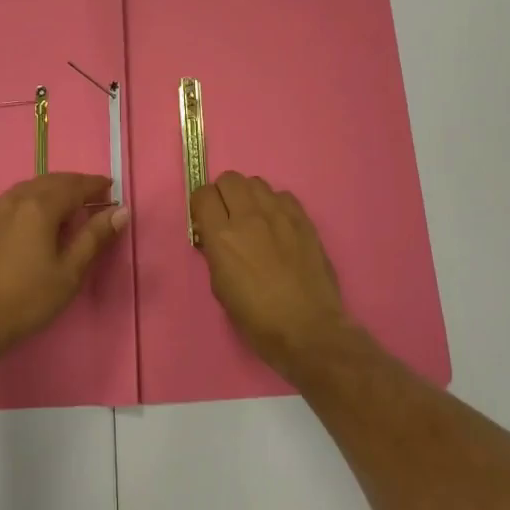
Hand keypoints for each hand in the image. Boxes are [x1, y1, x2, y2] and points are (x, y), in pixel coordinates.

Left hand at [0, 173, 128, 363]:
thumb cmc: (25, 300)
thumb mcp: (68, 273)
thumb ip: (94, 238)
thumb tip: (120, 211)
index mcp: (40, 206)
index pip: (75, 185)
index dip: (95, 185)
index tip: (111, 189)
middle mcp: (14, 199)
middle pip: (50, 181)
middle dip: (74, 184)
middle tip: (91, 197)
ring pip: (27, 189)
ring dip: (50, 190)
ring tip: (64, 206)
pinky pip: (9, 202)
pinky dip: (28, 202)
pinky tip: (29, 221)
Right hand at [190, 172, 350, 378]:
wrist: (307, 330)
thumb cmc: (257, 319)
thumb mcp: (220, 288)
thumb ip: (215, 253)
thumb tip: (215, 237)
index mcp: (223, 236)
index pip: (203, 194)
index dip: (201, 205)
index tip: (205, 220)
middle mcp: (249, 217)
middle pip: (229, 179)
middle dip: (223, 194)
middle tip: (228, 216)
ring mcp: (280, 215)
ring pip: (257, 182)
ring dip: (249, 196)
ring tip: (254, 218)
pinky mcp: (303, 220)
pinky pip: (283, 195)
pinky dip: (275, 204)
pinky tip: (278, 225)